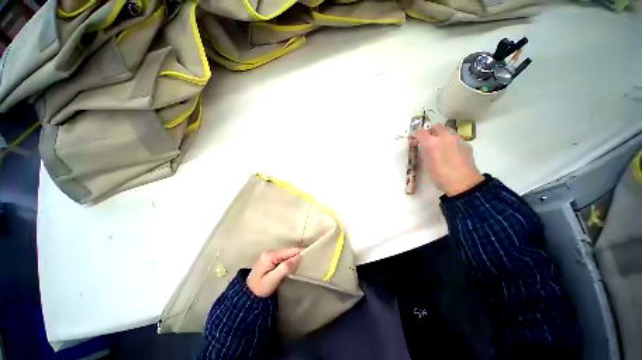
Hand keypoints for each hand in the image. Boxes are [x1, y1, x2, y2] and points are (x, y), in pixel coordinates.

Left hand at [246, 248, 302, 297]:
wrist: (247, 297)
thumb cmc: (260, 289)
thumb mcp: (273, 279)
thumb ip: (285, 267)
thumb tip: (299, 257)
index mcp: (270, 255)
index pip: (289, 251)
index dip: (300, 252)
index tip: (310, 255)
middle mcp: (270, 252)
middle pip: (288, 251)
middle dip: (298, 256)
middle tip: (307, 262)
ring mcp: (270, 255)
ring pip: (287, 254)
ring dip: (294, 258)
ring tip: (302, 264)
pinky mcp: (270, 260)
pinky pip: (284, 257)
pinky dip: (290, 261)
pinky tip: (293, 266)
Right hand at [409, 124, 483, 195]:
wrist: (463, 183)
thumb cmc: (440, 175)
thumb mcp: (426, 163)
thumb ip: (424, 152)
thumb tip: (424, 147)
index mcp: (431, 142)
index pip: (420, 132)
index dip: (415, 134)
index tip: (412, 138)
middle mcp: (445, 137)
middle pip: (436, 126)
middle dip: (430, 131)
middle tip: (427, 140)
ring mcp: (457, 139)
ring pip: (447, 131)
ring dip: (441, 135)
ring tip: (439, 145)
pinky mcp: (466, 144)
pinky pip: (455, 138)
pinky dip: (450, 142)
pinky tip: (450, 152)